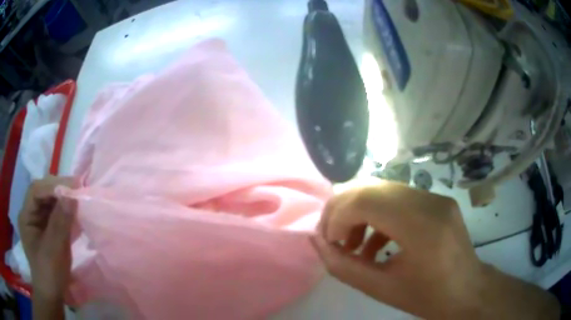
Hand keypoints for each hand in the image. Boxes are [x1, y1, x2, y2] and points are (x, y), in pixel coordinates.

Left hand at [18, 176, 74, 299]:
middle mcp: (30, 215)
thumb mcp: (54, 249)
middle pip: (43, 194)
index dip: (52, 185)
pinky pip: (55, 215)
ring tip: (78, 200)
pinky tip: (75, 214)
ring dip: (64, 201)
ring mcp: (38, 223)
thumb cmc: (49, 274)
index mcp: (26, 217)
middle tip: (77, 190)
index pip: (36, 191)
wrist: (52, 296)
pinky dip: (65, 213)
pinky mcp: (47, 230)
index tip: (72, 186)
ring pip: (50, 204)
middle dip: (59, 191)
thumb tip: (72, 196)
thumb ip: (60, 222)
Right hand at [312, 180, 559, 318]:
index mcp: (421, 227)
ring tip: (351, 244)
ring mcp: (436, 197)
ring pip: (384, 190)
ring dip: (360, 213)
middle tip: (332, 237)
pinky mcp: (437, 201)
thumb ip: (343, 266)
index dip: (338, 216)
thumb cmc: (428, 297)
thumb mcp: (381, 289)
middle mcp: (430, 202)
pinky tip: (374, 243)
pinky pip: (399, 199)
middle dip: (343, 210)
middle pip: (373, 188)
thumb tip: (316, 242)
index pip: (367, 199)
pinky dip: (379, 216)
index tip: (328, 242)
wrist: (467, 291)